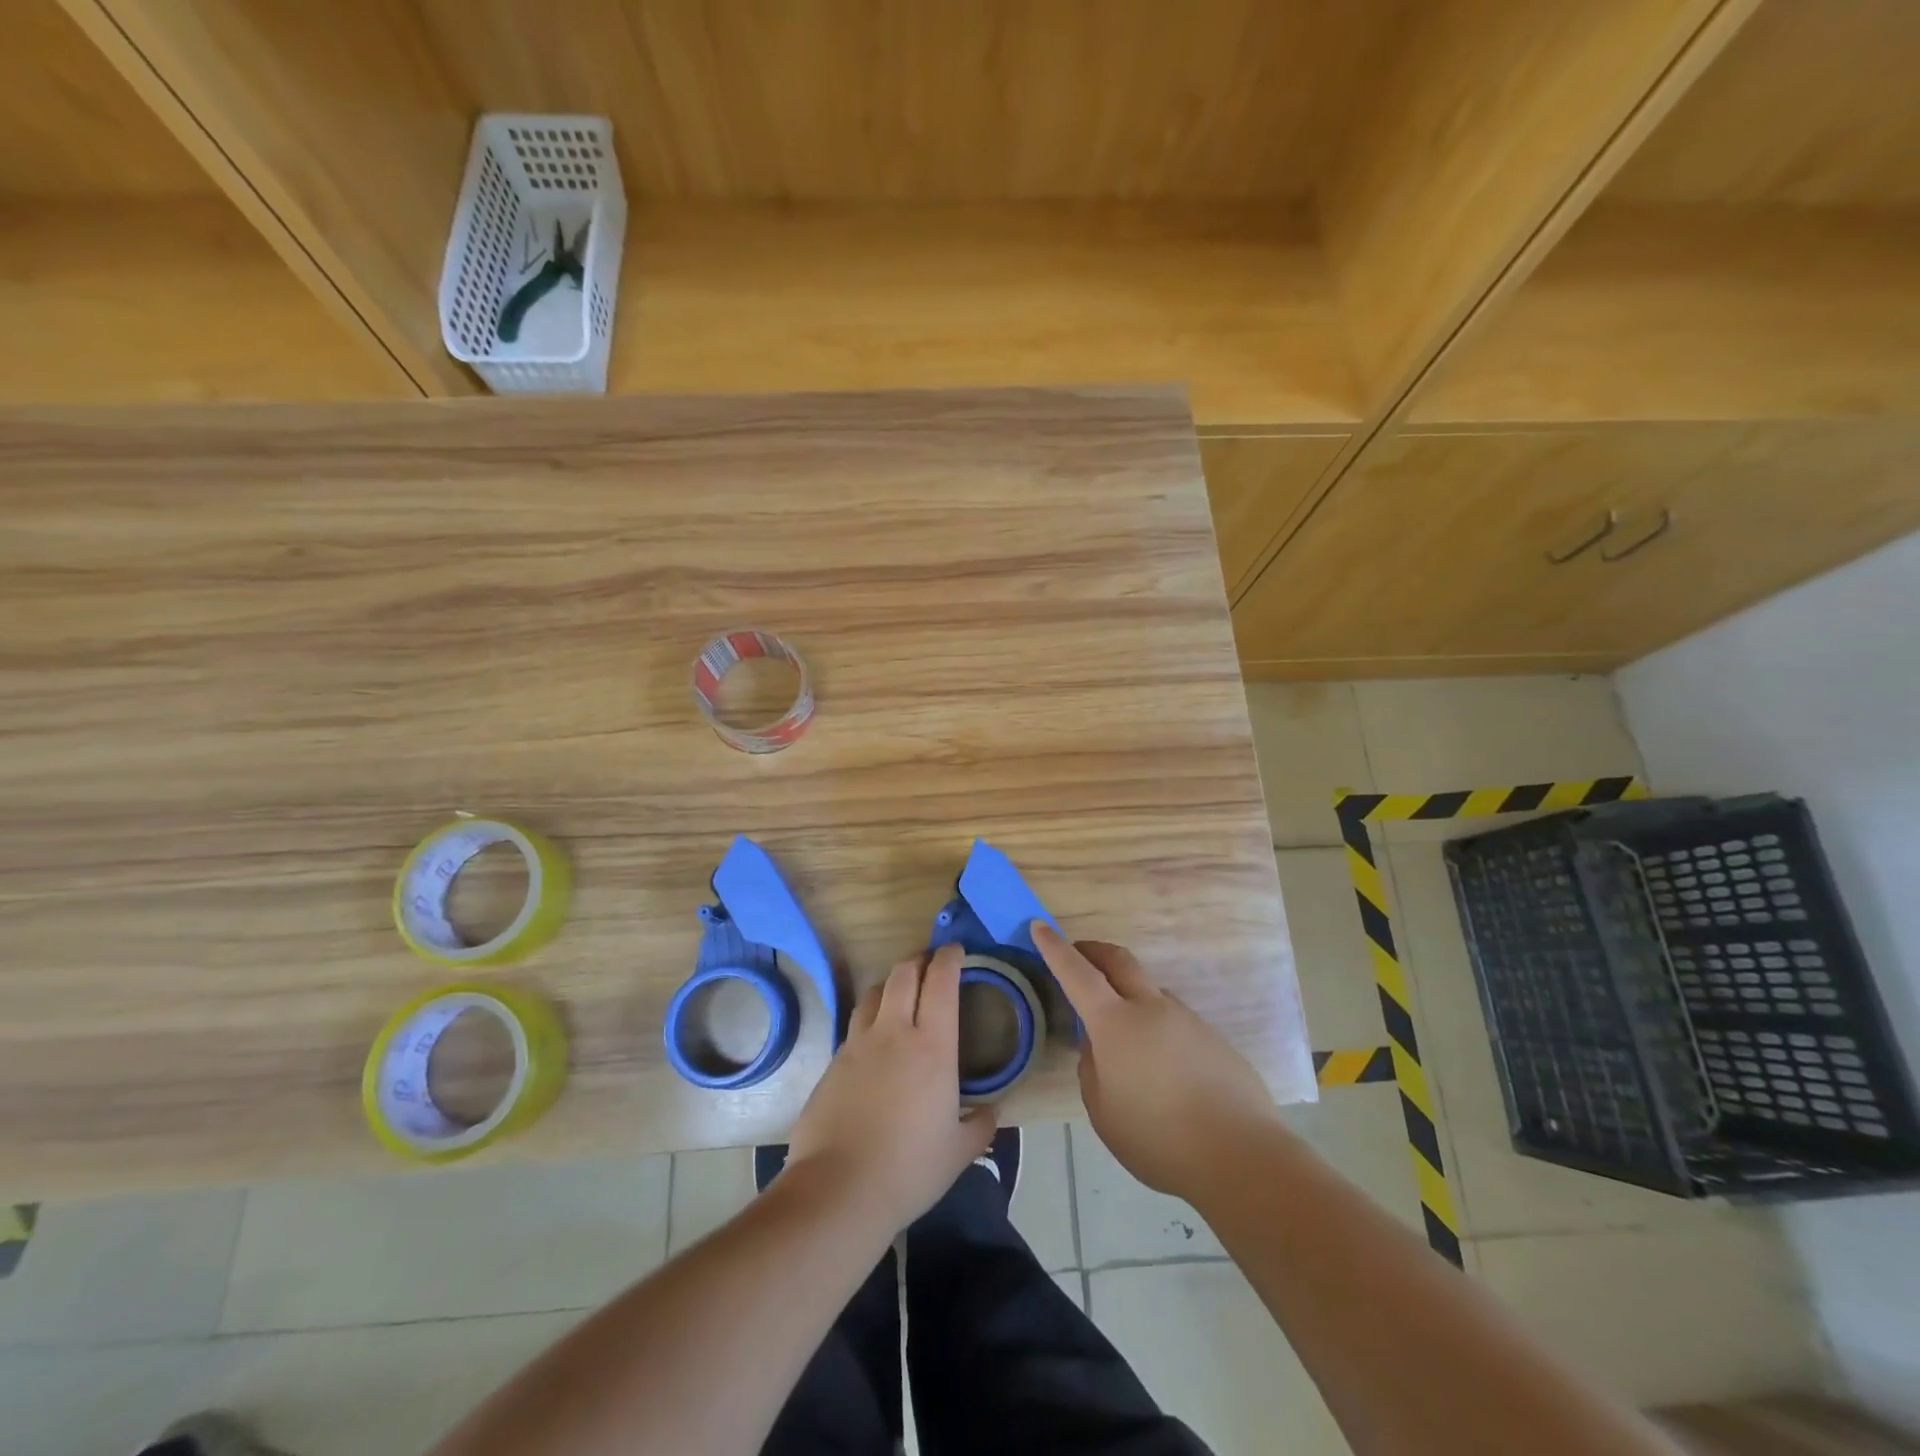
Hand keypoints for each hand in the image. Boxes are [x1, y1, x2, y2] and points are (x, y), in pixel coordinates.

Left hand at [785, 944, 995, 1233]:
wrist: (839, 1189)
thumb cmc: (909, 1169)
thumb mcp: (958, 1152)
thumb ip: (981, 1125)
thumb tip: (992, 1110)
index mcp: (932, 1047)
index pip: (941, 982)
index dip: (949, 958)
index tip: (957, 951)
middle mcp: (894, 1032)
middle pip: (904, 973)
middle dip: (919, 960)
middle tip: (931, 965)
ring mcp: (858, 1044)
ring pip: (875, 992)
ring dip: (892, 984)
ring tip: (902, 995)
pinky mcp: (833, 1062)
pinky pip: (856, 1025)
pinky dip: (871, 1019)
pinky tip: (876, 1043)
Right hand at [1034, 921, 1275, 1201]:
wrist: (1241, 1157)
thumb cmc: (1158, 1138)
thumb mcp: (1103, 1111)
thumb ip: (1092, 1068)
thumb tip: (1098, 1045)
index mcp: (1116, 1024)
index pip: (1077, 973)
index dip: (1055, 948)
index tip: (1040, 927)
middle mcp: (1151, 1008)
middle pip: (1119, 961)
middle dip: (1093, 950)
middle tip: (1078, 954)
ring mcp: (1187, 1019)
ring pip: (1149, 992)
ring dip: (1128, 994)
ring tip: (1123, 1036)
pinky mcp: (1213, 1038)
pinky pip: (1174, 1020)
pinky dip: (1156, 1027)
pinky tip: (1163, 1069)